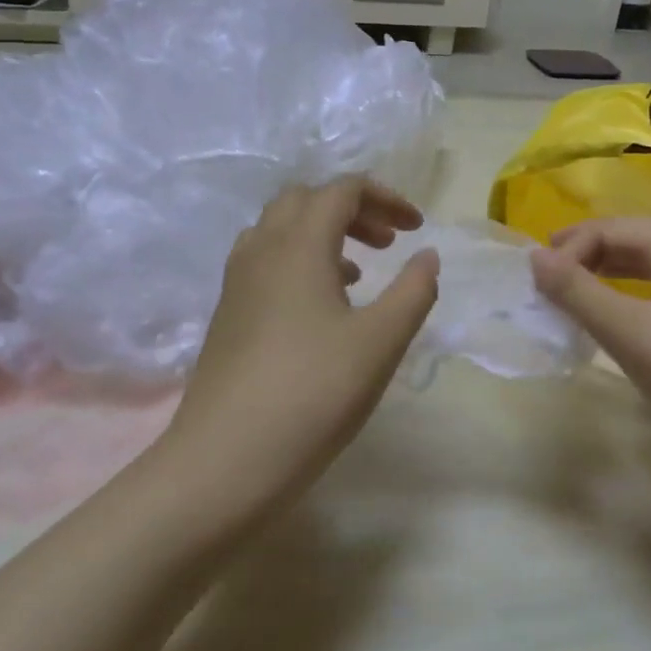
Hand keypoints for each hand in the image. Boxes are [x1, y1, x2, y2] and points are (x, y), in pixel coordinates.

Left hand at [164, 177, 439, 520]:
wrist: (224, 460)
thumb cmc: (312, 394)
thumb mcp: (380, 343)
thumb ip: (413, 291)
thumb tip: (427, 255)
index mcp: (298, 244)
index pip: (342, 190)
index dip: (385, 198)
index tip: (417, 228)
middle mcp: (261, 249)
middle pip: (306, 200)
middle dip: (352, 209)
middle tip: (387, 242)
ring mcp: (237, 281)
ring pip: (281, 229)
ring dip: (323, 234)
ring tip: (360, 273)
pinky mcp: (227, 312)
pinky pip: (265, 261)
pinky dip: (300, 261)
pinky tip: (321, 306)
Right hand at [530, 218, 650, 453]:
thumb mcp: (629, 330)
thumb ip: (578, 291)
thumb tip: (534, 256)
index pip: (617, 228)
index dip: (574, 245)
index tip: (540, 279)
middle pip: (638, 242)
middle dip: (591, 251)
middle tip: (550, 271)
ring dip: (609, 276)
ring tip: (575, 293)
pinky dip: (629, 304)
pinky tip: (617, 329)